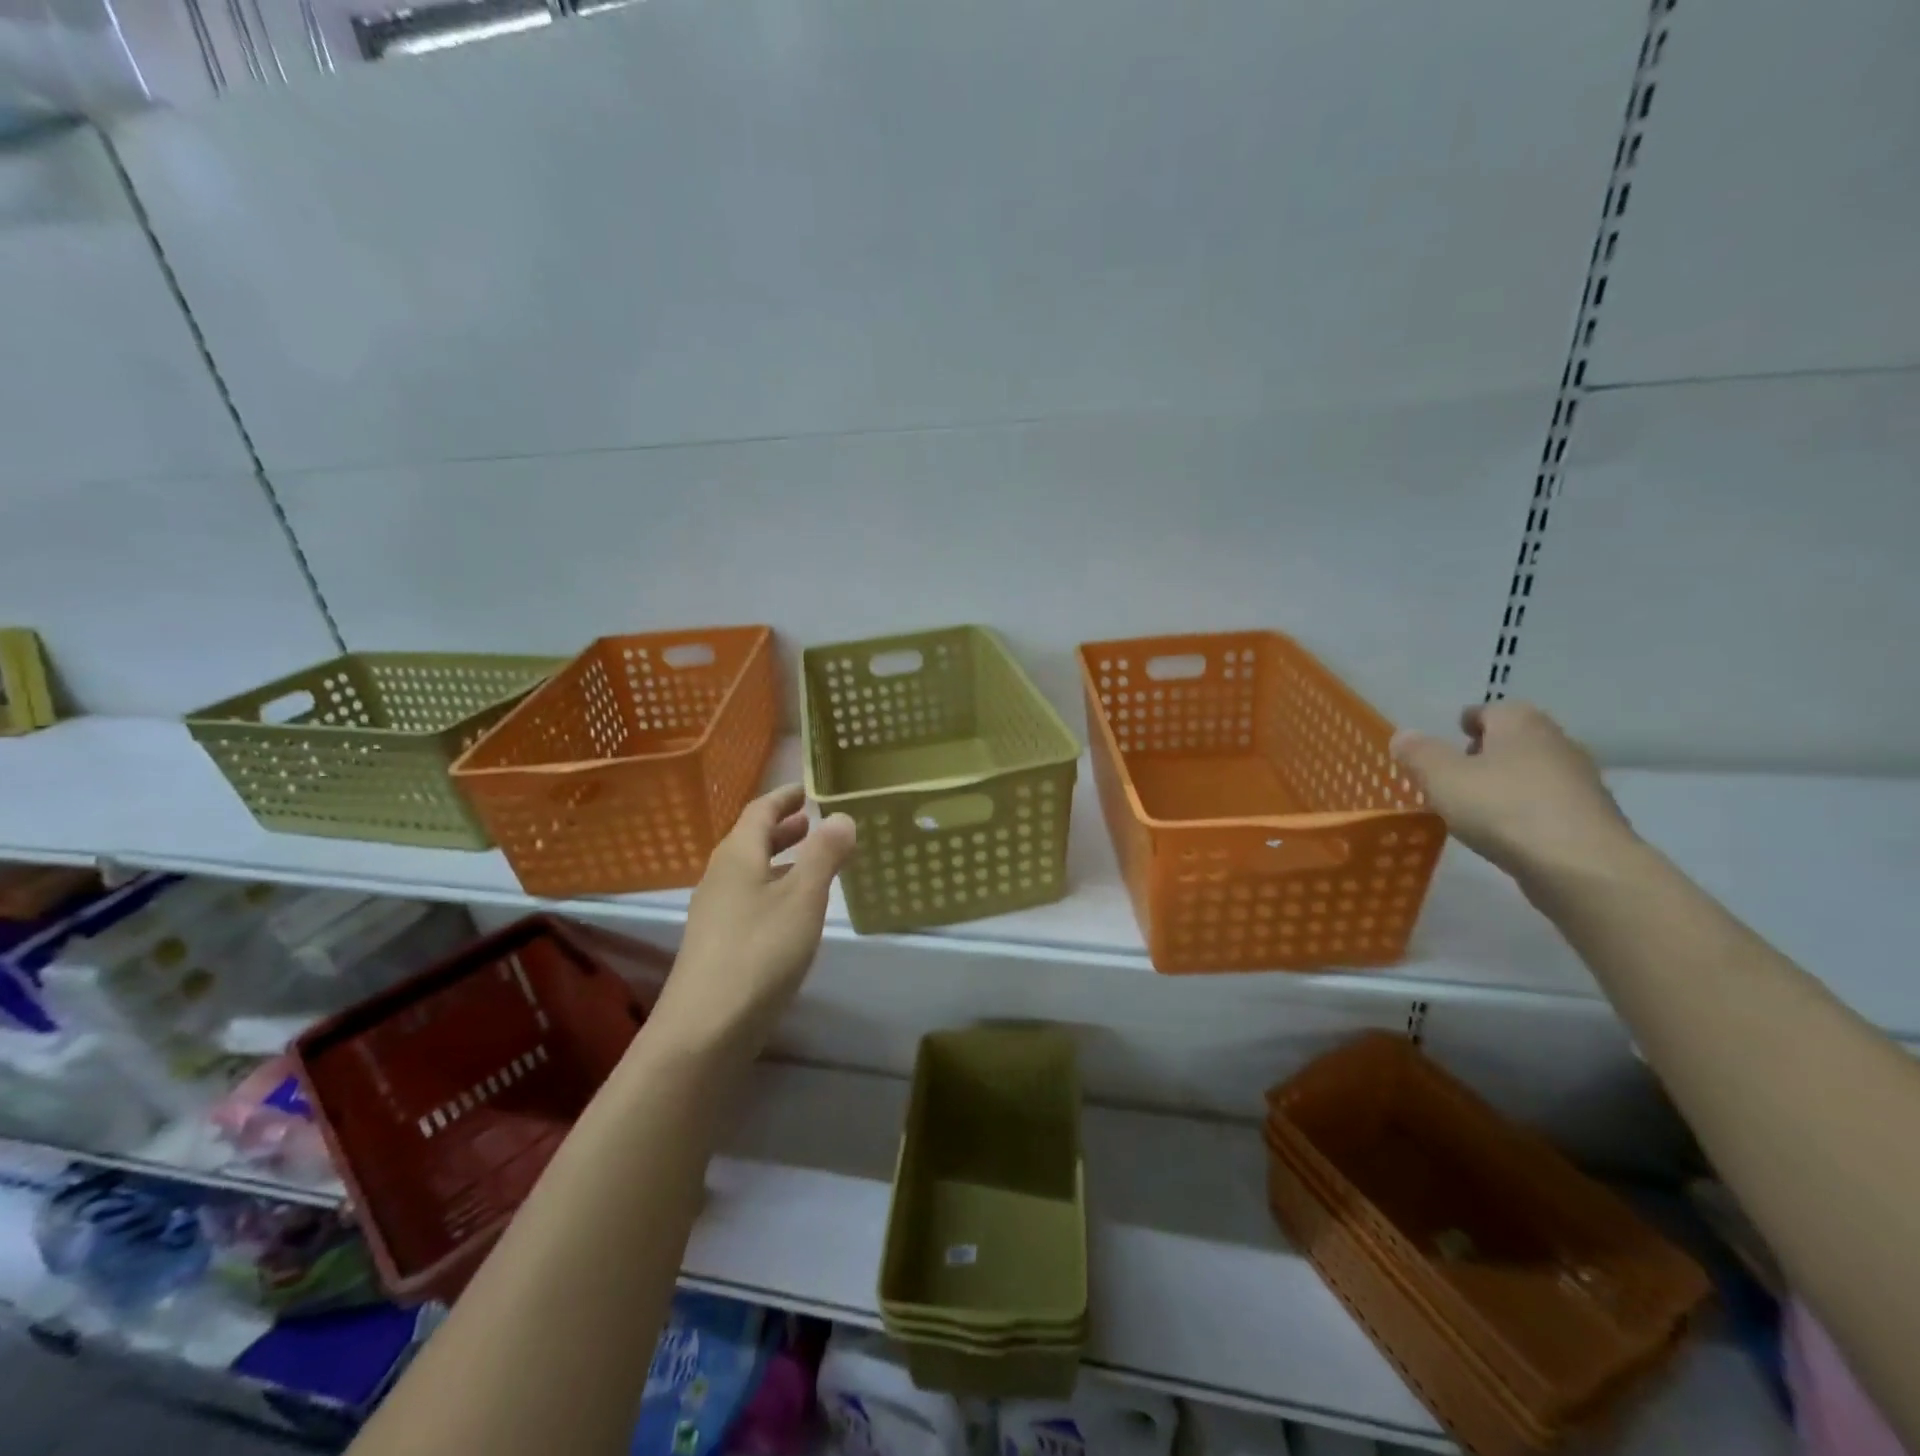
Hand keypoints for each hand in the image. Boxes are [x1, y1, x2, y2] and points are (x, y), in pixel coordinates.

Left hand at [649, 785, 856, 1063]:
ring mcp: (715, 912)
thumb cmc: (759, 950)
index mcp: (737, 855)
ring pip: (751, 872)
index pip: (759, 811)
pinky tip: (793, 911)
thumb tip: (841, 816)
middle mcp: (720, 877)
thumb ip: (824, 854)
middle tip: (812, 821)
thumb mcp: (803, 897)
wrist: (705, 1028)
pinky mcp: (718, 943)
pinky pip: (750, 898)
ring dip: (780, 860)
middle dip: (783, 828)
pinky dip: (775, 889)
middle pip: (751, 841)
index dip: (783, 797)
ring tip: (812, 862)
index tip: (806, 788)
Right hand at [1390, 702, 1637, 881]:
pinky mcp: (1590, 817)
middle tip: (1457, 772)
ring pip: (1534, 771)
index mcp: (1521, 723)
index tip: (1452, 737)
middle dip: (1488, 751)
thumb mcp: (1442, 777)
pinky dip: (1526, 809)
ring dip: (1508, 782)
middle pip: (1516, 739)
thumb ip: (1419, 753)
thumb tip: (1404, 735)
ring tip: (1477, 806)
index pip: (1491, 710)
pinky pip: (1548, 803)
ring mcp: (1580, 781)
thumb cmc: (1502, 808)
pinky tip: (1507, 831)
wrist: (1580, 865)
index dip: (1468, 721)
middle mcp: (1556, 742)